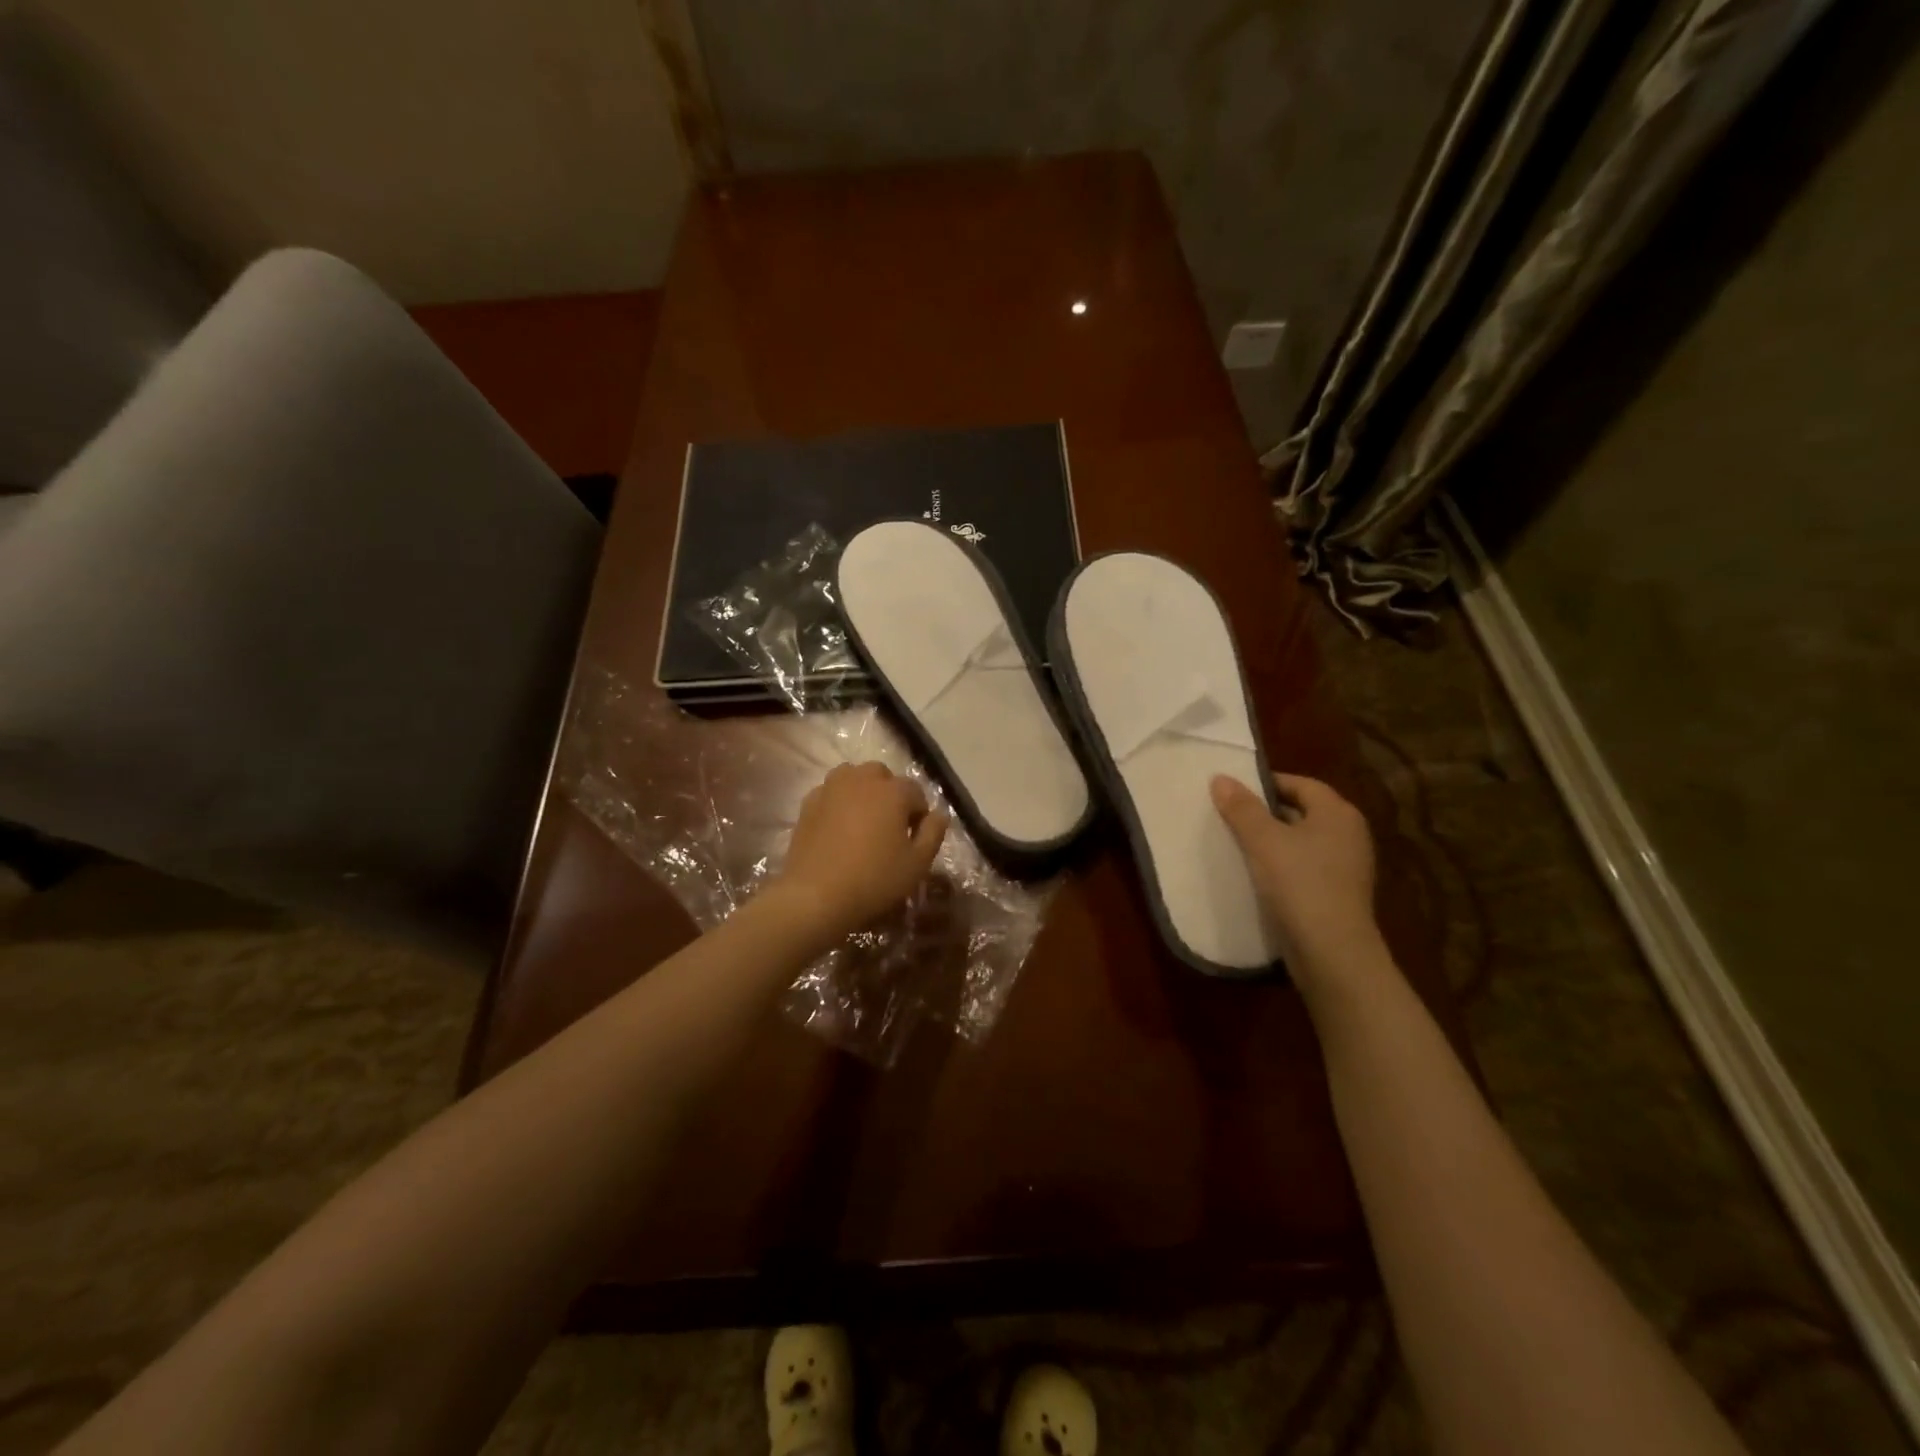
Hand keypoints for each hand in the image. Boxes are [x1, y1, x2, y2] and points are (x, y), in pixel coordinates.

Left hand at [773, 762, 948, 939]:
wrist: (815, 895)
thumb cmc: (874, 879)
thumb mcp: (918, 863)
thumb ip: (934, 833)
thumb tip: (939, 814)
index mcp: (893, 791)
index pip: (916, 792)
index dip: (919, 815)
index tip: (914, 840)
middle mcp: (862, 779)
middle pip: (883, 777)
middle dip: (890, 795)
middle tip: (889, 828)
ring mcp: (831, 788)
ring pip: (854, 777)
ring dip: (863, 792)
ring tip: (863, 822)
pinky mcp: (808, 803)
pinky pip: (831, 792)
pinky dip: (839, 802)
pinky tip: (838, 828)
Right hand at [1211, 772, 1383, 983]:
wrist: (1332, 953)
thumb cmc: (1300, 885)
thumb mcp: (1263, 841)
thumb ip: (1241, 808)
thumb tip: (1220, 778)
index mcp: (1338, 813)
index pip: (1300, 784)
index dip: (1266, 784)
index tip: (1233, 792)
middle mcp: (1349, 834)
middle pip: (1301, 811)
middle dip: (1266, 812)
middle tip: (1229, 816)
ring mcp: (1347, 867)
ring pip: (1301, 841)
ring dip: (1272, 841)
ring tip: (1236, 845)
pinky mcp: (1338, 894)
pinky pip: (1304, 868)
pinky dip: (1281, 866)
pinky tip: (1256, 876)